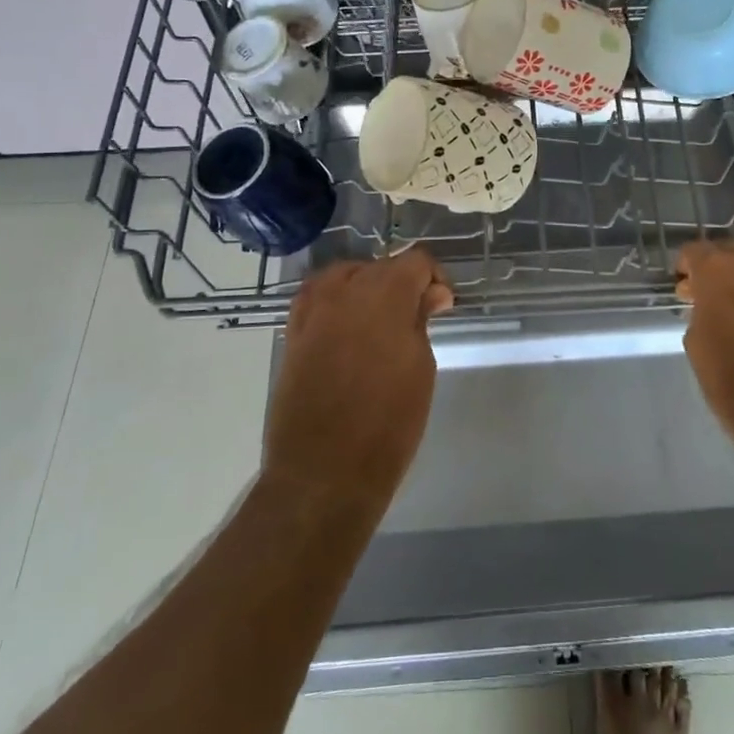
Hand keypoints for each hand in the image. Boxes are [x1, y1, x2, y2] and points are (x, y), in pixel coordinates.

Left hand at [261, 248, 452, 527]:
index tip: (440, 307)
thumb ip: (420, 321)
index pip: (415, 261)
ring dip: (367, 288)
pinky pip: (317, 298)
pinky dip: (336, 302)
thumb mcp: (420, 368)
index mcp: (384, 295)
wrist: (324, 472)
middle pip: (380, 267)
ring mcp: (313, 310)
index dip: (434, 278)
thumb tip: (430, 294)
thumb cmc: (388, 424)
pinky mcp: (293, 333)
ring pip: (346, 276)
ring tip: (380, 321)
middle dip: (402, 284)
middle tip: (416, 320)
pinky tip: (348, 326)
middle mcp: (344, 291)